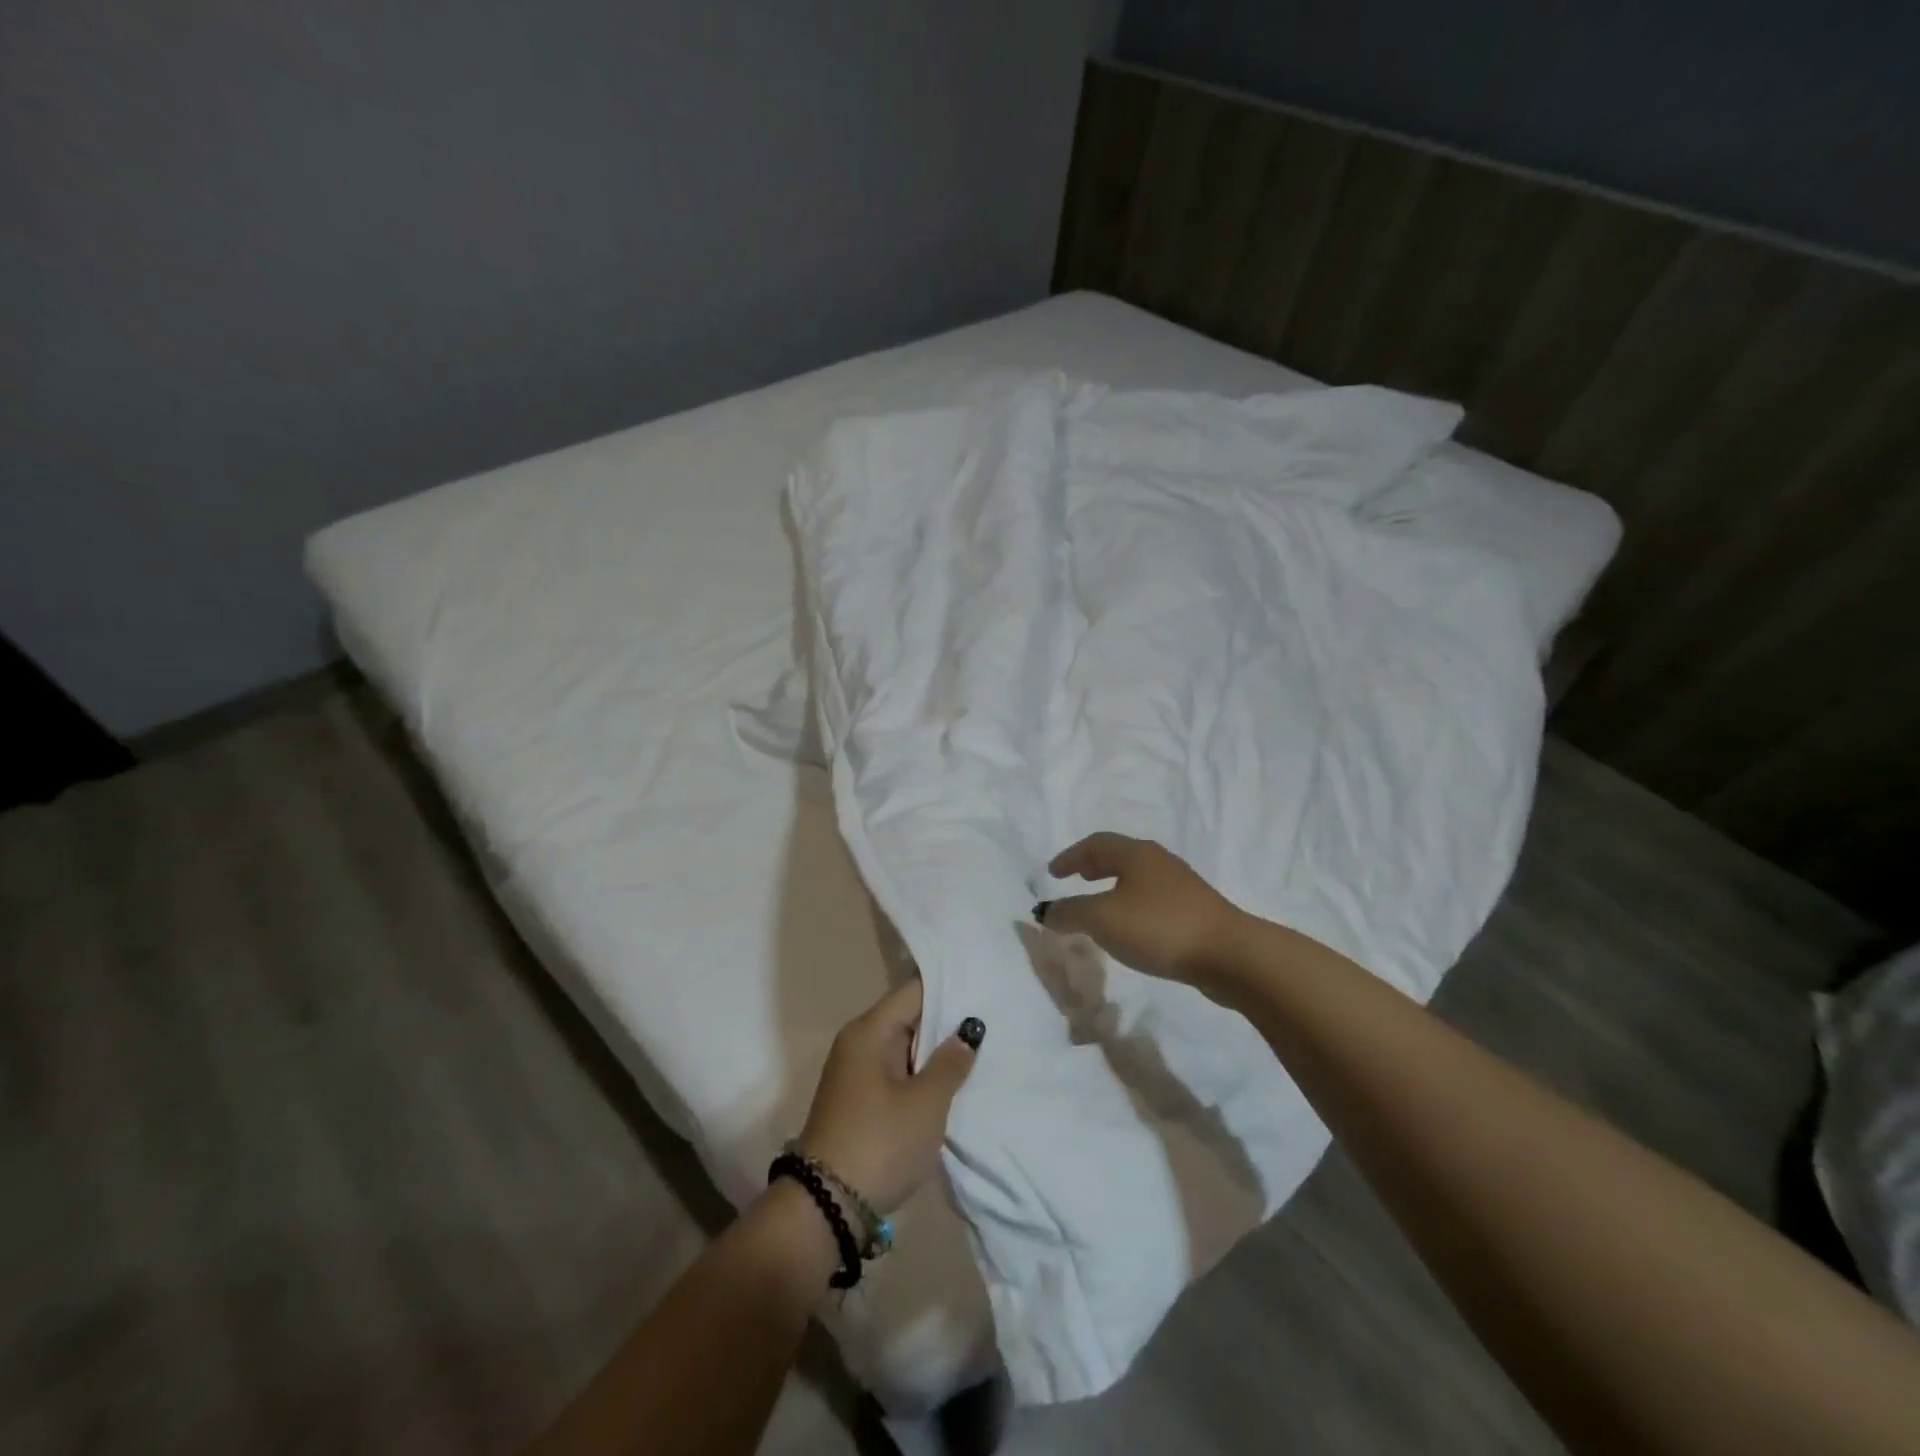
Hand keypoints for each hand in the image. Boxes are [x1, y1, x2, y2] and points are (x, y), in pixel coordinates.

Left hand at [798, 979, 980, 1214]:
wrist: (826, 1208)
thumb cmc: (880, 1144)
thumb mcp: (925, 1104)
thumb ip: (950, 1062)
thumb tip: (967, 1029)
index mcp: (869, 1030)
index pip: (913, 991)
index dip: (948, 988)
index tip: (984, 989)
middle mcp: (858, 1042)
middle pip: (908, 1017)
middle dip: (946, 1022)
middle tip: (992, 1022)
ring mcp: (856, 1072)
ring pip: (904, 1047)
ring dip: (935, 1053)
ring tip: (981, 1050)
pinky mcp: (859, 1100)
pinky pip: (896, 1073)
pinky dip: (921, 1075)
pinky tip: (951, 1085)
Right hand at [1042, 833, 1243, 986]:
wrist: (1229, 955)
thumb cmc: (1159, 927)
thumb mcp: (1103, 920)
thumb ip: (1069, 913)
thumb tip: (1044, 911)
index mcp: (1136, 854)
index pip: (1096, 844)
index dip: (1070, 856)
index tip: (1052, 874)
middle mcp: (1159, 862)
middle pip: (1119, 856)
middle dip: (1093, 867)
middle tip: (1075, 880)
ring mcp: (1182, 887)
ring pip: (1138, 879)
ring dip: (1113, 888)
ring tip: (1099, 908)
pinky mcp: (1196, 912)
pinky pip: (1153, 900)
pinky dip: (1132, 906)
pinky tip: (1131, 930)